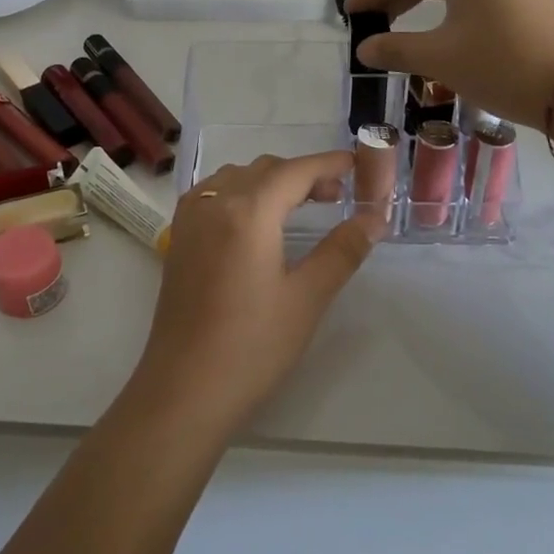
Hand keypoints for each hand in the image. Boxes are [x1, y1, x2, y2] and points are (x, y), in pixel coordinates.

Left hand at [130, 152, 378, 438]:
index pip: (295, 171)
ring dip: (270, 181)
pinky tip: (255, 220)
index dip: (329, 164)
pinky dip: (241, 192)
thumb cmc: (253, 345)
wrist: (185, 389)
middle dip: (302, 174)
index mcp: (248, 211)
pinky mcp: (178, 238)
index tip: (357, 165)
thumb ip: (342, 250)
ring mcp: (190, 219)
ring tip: (299, 207)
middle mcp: (214, 202)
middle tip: (336, 197)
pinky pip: (213, 193)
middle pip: (265, 169)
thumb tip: (374, 217)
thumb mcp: (307, 297)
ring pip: (236, 177)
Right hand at [348, 0, 553, 128]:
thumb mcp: (439, 58)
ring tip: (405, 29)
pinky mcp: (538, 4)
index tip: (351, 13)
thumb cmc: (500, 65)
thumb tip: (364, 49)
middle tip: (372, 22)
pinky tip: (452, 34)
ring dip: (427, 5)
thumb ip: (395, 48)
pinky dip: (456, 13)